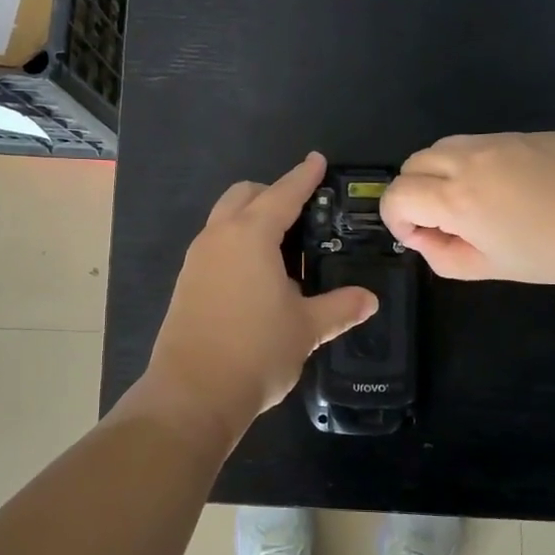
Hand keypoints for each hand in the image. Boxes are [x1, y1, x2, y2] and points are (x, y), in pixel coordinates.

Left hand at [137, 153, 378, 442]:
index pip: (283, 193)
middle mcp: (219, 237)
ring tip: (283, 247)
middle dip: (273, 193)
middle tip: (303, 211)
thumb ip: (340, 307)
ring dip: (251, 218)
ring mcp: (196, 259)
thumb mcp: (306, 328)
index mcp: (251, 235)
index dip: (304, 176)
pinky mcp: (186, 282)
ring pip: (225, 219)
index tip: (317, 160)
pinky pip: (215, 245)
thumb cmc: (256, 351)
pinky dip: (237, 243)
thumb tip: (369, 300)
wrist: (192, 394)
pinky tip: (257, 276)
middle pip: (245, 195)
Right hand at [380, 132, 554, 283]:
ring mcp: (497, 140)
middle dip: (413, 193)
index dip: (396, 220)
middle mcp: (467, 160)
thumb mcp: (497, 267)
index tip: (421, 238)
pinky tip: (508, 188)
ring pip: (441, 147)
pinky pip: (477, 143)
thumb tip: (425, 239)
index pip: (396, 195)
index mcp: (456, 197)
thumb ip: (447, 257)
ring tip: (472, 203)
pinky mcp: (523, 133)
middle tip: (444, 222)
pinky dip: (470, 163)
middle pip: (412, 164)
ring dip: (438, 174)